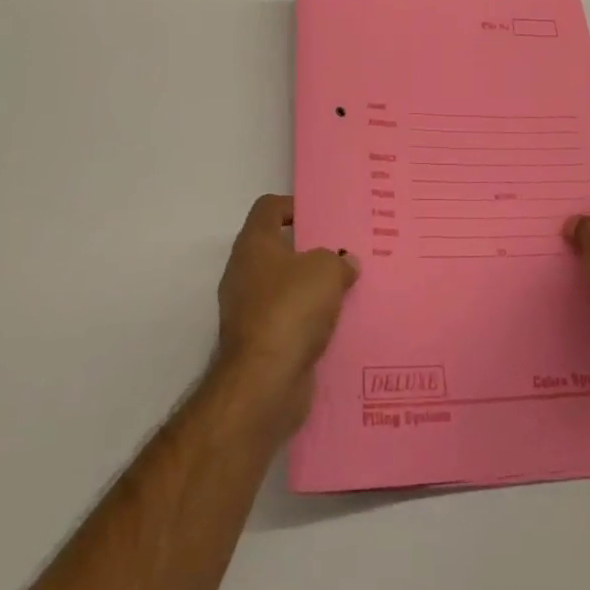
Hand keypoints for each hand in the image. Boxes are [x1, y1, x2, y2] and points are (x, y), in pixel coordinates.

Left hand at [215, 195, 357, 433]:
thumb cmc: (291, 309)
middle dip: (308, 251)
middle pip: (277, 249)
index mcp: (254, 244)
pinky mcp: (257, 344)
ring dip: (310, 290)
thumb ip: (339, 260)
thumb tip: (345, 263)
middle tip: (341, 253)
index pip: (268, 208)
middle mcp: (243, 273)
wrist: (263, 384)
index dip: (293, 206)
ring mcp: (247, 310)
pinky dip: (306, 322)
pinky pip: (287, 321)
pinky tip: (335, 325)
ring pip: (283, 288)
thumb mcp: (326, 270)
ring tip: (344, 289)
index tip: (322, 217)